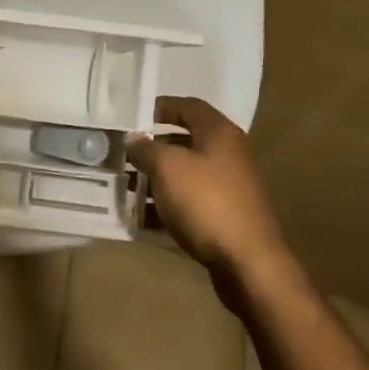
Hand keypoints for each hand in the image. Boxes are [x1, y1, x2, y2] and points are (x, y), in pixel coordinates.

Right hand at [126, 98, 299, 311]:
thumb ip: (145, 149)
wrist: (248, 262)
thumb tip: (134, 140)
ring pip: (184, 175)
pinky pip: (188, 202)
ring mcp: (228, 187)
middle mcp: (227, 155)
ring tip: (124, 187)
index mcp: (218, 134)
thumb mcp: (167, 167)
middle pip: (184, 142)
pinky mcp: (224, 216)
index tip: (131, 117)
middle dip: (151, 148)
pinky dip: (165, 205)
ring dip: (154, 179)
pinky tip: (141, 217)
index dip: (160, 107)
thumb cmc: (206, 202)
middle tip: (121, 154)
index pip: (188, 107)